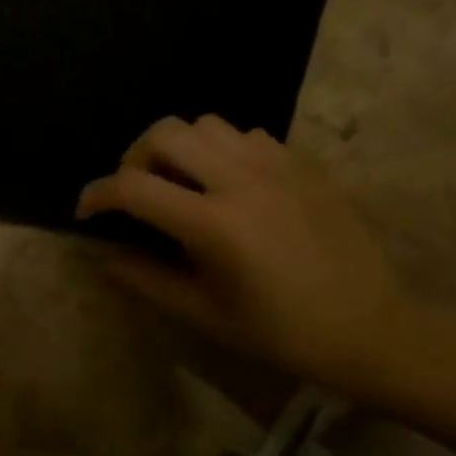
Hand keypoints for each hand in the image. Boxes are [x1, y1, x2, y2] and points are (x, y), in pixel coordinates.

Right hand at [77, 116, 414, 392]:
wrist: (369, 327)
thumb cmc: (281, 332)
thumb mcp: (205, 314)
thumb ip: (148, 281)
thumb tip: (106, 259)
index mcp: (212, 223)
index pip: (132, 187)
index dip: (97, 194)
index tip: (86, 211)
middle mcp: (240, 180)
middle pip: (165, 134)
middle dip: (134, 158)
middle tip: (136, 192)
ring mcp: (276, 165)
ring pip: (206, 124)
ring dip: (179, 147)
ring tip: (181, 181)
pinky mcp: (302, 164)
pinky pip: (247, 135)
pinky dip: (222, 149)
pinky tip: (228, 182)